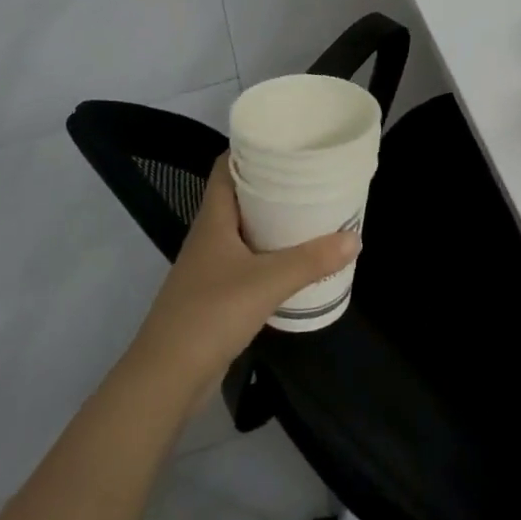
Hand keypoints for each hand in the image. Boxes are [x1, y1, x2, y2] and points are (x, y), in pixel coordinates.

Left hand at [128, 155, 359, 394]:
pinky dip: (268, 255)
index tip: (284, 140)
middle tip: (308, 175)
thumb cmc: (211, 314)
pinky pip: (245, 261)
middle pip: (238, 196)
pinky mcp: (214, 296)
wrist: (166, 378)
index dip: (250, 148)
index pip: (226, 166)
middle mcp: (208, 235)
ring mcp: (209, 267)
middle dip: (270, 184)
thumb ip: (311, 260)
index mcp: (213, 218)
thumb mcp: (267, 282)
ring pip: (243, 230)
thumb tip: (355, 238)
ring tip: (308, 212)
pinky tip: (292, 262)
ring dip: (271, 221)